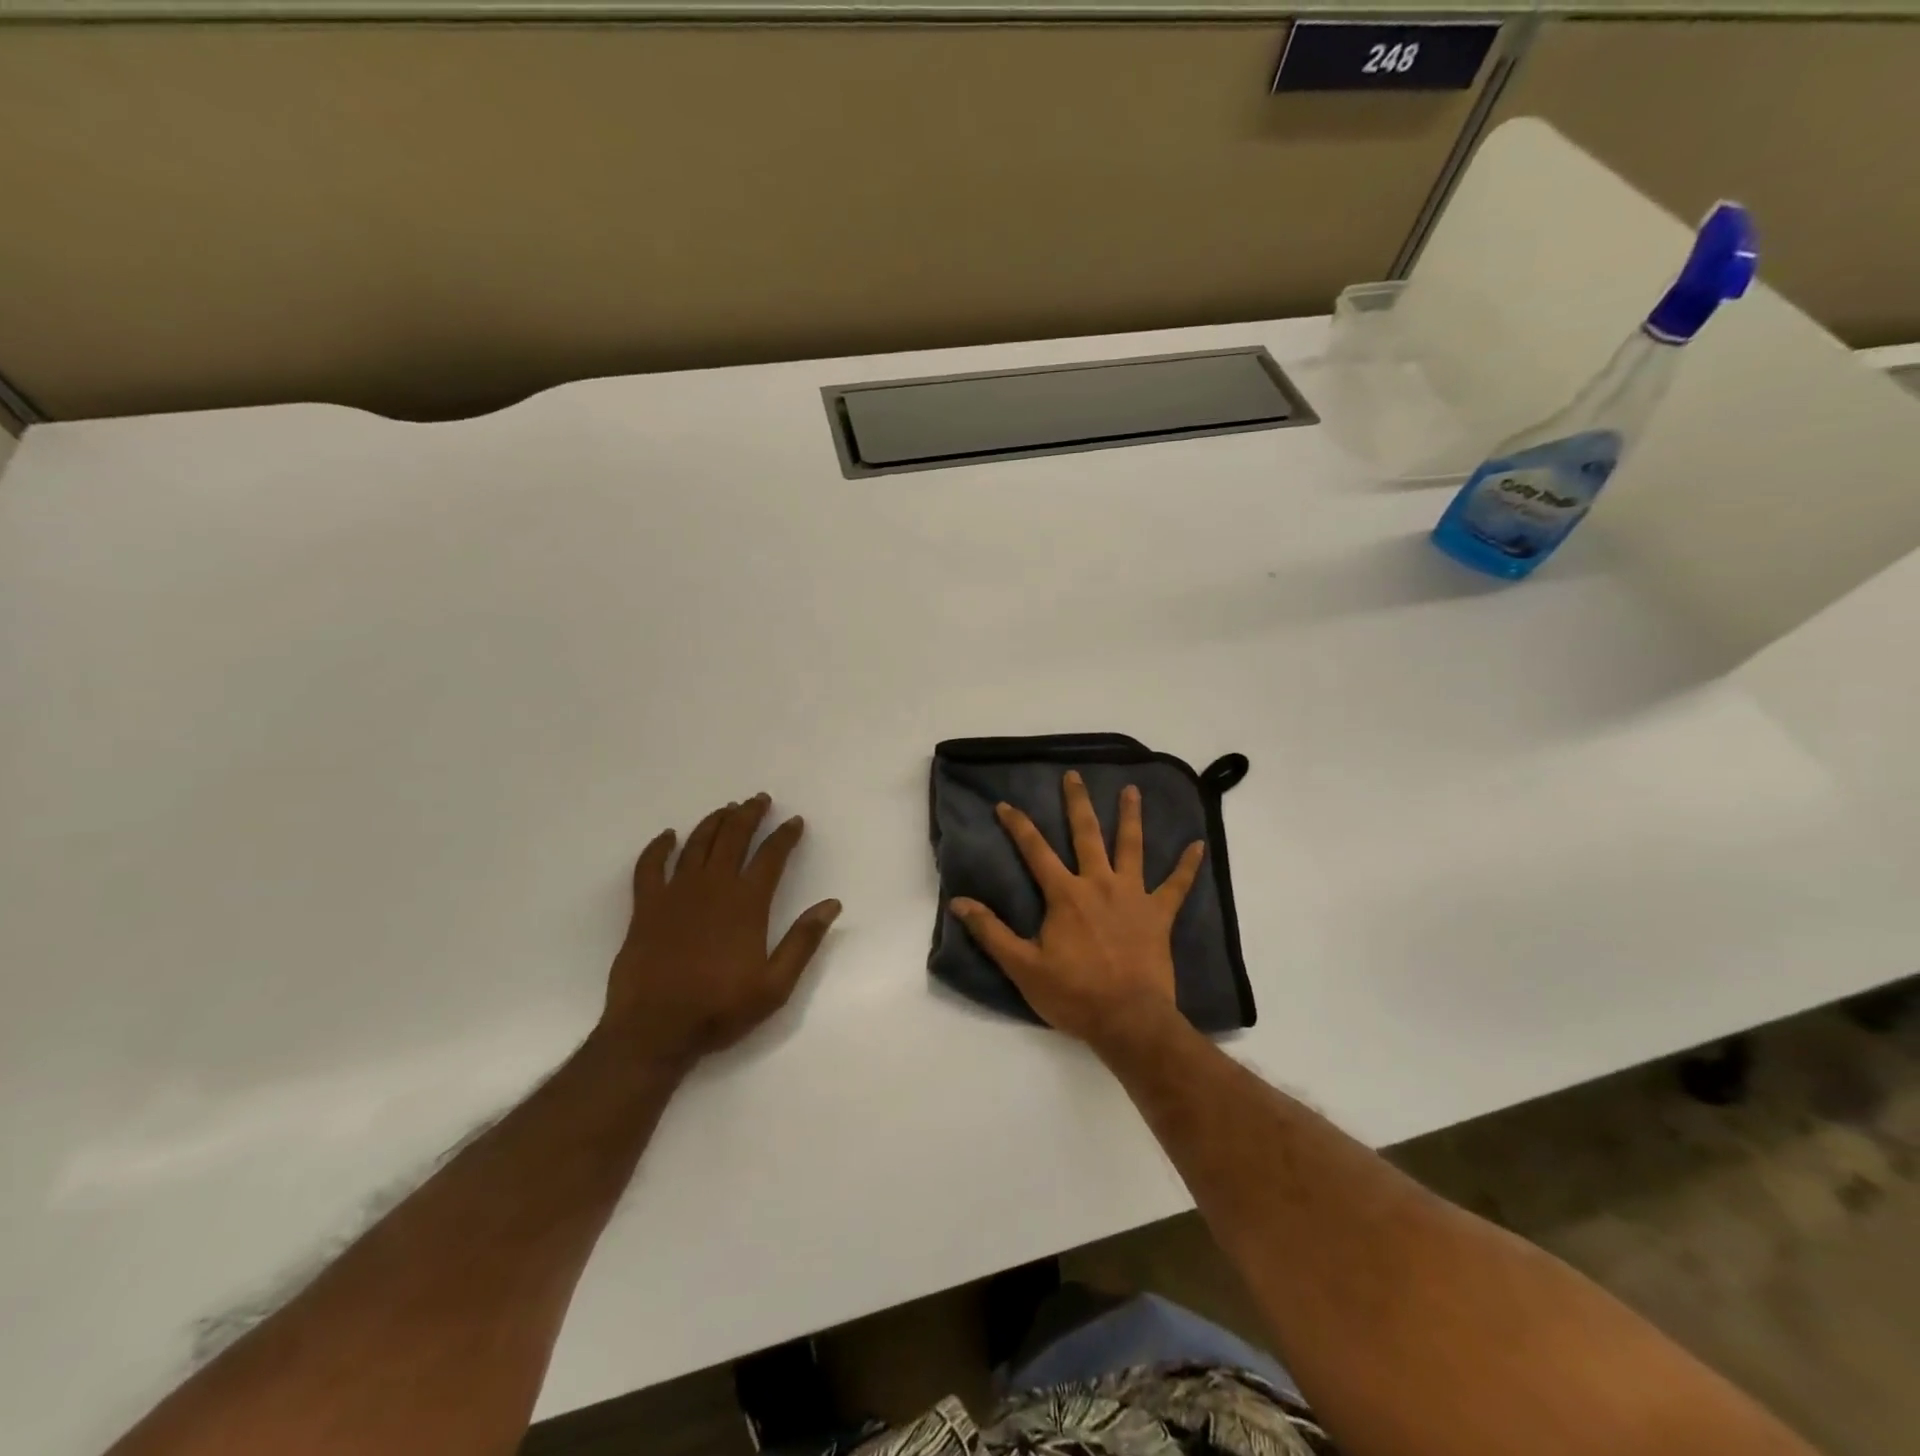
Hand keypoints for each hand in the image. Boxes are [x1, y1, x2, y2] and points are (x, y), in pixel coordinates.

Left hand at [600, 794, 840, 1070]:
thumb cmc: (719, 1009)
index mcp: (747, 904)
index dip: (785, 835)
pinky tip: (668, 836)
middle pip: (733, 838)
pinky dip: (658, 847)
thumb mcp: (775, 985)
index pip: (771, 856)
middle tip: (760, 799)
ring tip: (727, 808)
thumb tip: (831, 904)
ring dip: (714, 822)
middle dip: (749, 815)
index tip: (795, 821)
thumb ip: (803, 941)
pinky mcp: (646, 906)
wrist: (655, 1030)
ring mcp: (676, 893)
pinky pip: (650, 866)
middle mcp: (713, 887)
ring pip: (697, 844)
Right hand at [949, 770, 1204, 1048]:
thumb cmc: (1073, 994)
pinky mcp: (1159, 914)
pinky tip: (1199, 845)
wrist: (1128, 1020)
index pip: (1035, 850)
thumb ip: (991, 931)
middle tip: (1074, 776)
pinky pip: (1177, 886)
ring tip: (1132, 789)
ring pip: (1132, 847)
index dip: (1018, 825)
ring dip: (1131, 817)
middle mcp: (1099, 884)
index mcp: (1065, 894)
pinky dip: (1188, 866)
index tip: (1005, 804)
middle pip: (1086, 834)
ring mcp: (1133, 896)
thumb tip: (958, 902)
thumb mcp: (1022, 966)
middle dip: (1077, 803)